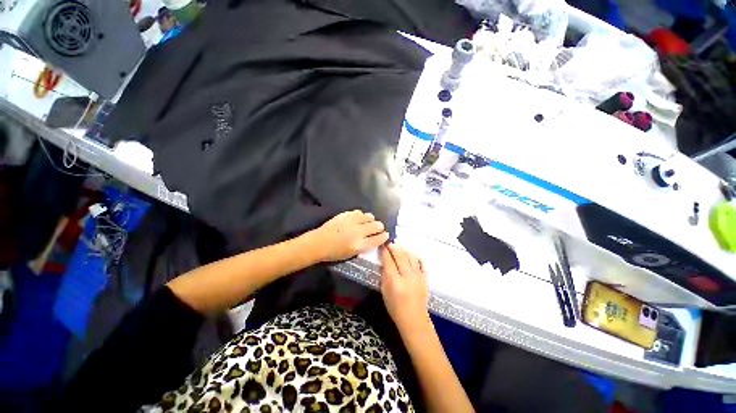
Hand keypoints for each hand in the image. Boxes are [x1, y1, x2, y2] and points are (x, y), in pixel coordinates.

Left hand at [310, 210, 389, 261]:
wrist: (319, 243)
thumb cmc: (335, 253)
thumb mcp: (352, 254)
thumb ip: (365, 246)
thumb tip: (374, 238)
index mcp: (360, 245)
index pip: (378, 239)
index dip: (384, 236)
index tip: (386, 235)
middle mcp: (358, 232)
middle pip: (377, 226)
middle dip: (380, 227)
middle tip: (378, 229)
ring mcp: (352, 221)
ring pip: (369, 217)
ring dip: (371, 220)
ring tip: (368, 223)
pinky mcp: (346, 214)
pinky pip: (359, 212)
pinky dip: (362, 216)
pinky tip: (359, 219)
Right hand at [380, 244, 429, 333]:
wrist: (414, 318)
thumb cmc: (395, 307)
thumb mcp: (384, 291)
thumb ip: (385, 275)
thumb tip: (385, 261)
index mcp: (394, 281)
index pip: (388, 260)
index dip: (385, 251)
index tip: (382, 244)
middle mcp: (407, 276)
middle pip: (400, 255)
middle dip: (394, 247)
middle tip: (389, 243)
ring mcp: (418, 276)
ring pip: (411, 256)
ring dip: (404, 249)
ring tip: (399, 247)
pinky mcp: (425, 277)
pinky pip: (421, 262)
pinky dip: (415, 256)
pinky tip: (410, 254)